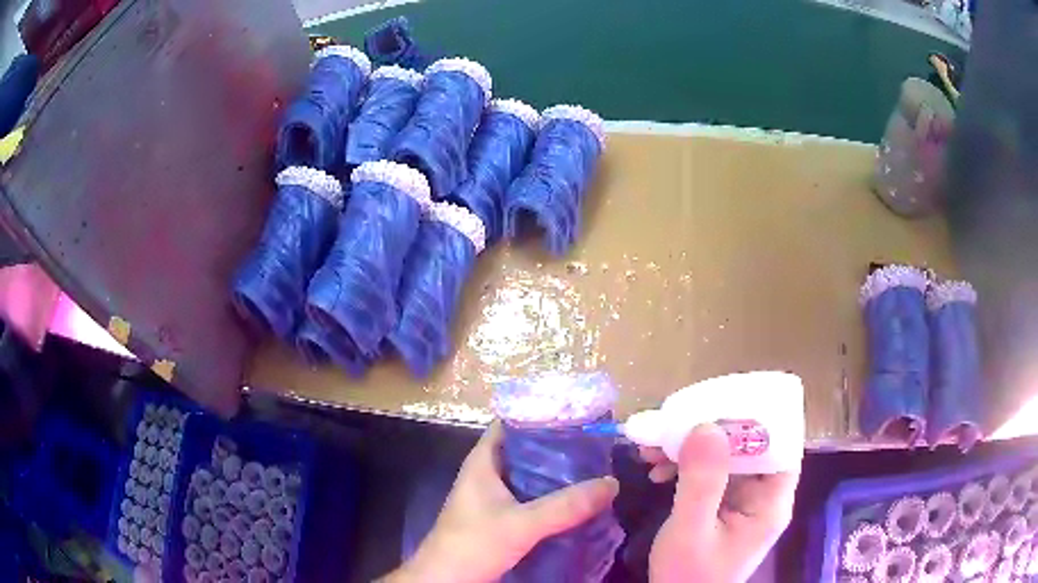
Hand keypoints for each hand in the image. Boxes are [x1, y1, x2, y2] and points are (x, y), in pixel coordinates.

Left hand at [384, 422, 619, 582]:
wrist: (446, 581)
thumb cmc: (472, 544)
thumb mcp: (520, 524)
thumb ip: (565, 506)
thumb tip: (611, 483)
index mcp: (483, 461)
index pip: (511, 422)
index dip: (541, 413)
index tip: (578, 413)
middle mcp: (488, 474)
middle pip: (526, 450)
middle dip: (559, 446)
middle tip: (597, 443)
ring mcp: (494, 497)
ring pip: (531, 476)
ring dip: (558, 474)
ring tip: (596, 467)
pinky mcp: (502, 518)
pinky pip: (532, 498)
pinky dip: (553, 496)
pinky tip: (578, 500)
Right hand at [641, 424, 799, 582]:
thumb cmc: (688, 575)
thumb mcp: (691, 530)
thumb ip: (701, 481)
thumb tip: (705, 425)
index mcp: (770, 501)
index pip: (782, 444)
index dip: (759, 418)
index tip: (721, 403)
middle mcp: (763, 495)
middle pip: (751, 445)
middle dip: (712, 431)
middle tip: (675, 421)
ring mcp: (743, 500)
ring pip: (726, 457)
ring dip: (692, 447)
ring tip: (653, 446)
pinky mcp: (724, 505)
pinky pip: (710, 473)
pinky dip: (685, 465)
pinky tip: (656, 468)